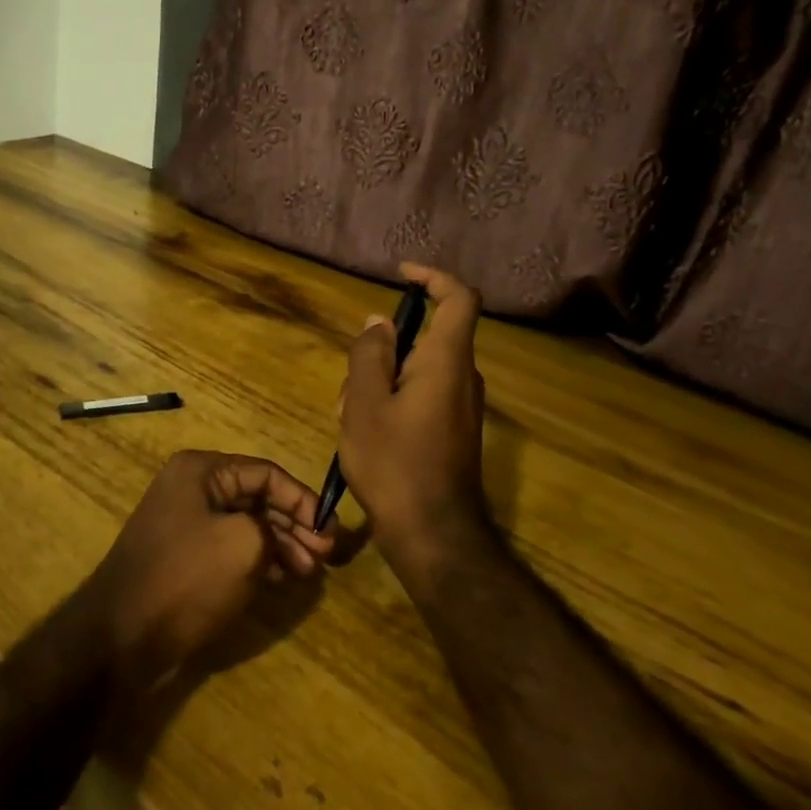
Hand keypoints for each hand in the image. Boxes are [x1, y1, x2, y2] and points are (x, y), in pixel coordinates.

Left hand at [82, 450, 333, 686]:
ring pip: (246, 525)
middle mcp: (191, 488)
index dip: (303, 500)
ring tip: (309, 572)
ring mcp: (185, 524)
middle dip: (295, 525)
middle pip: (257, 498)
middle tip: (326, 556)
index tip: (330, 532)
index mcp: (201, 471)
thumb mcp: (244, 544)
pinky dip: (259, 559)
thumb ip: (275, 527)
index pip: (266, 473)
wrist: (121, 636)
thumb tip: (283, 536)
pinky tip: (283, 578)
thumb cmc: (186, 578)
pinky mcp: (184, 557)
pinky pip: (230, 548)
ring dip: (281, 544)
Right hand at [338, 263, 491, 584]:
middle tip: (349, 387)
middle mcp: (461, 378)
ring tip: (349, 419)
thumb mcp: (364, 403)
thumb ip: (369, 355)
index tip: (401, 275)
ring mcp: (460, 407)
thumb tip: (380, 323)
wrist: (433, 534)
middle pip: (423, 340)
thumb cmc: (394, 464)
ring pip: (414, 372)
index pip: (458, 298)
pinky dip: (389, 403)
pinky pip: (419, 397)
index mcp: (446, 361)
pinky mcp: (452, 431)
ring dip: (378, 383)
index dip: (433, 278)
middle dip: (381, 352)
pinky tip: (364, 437)